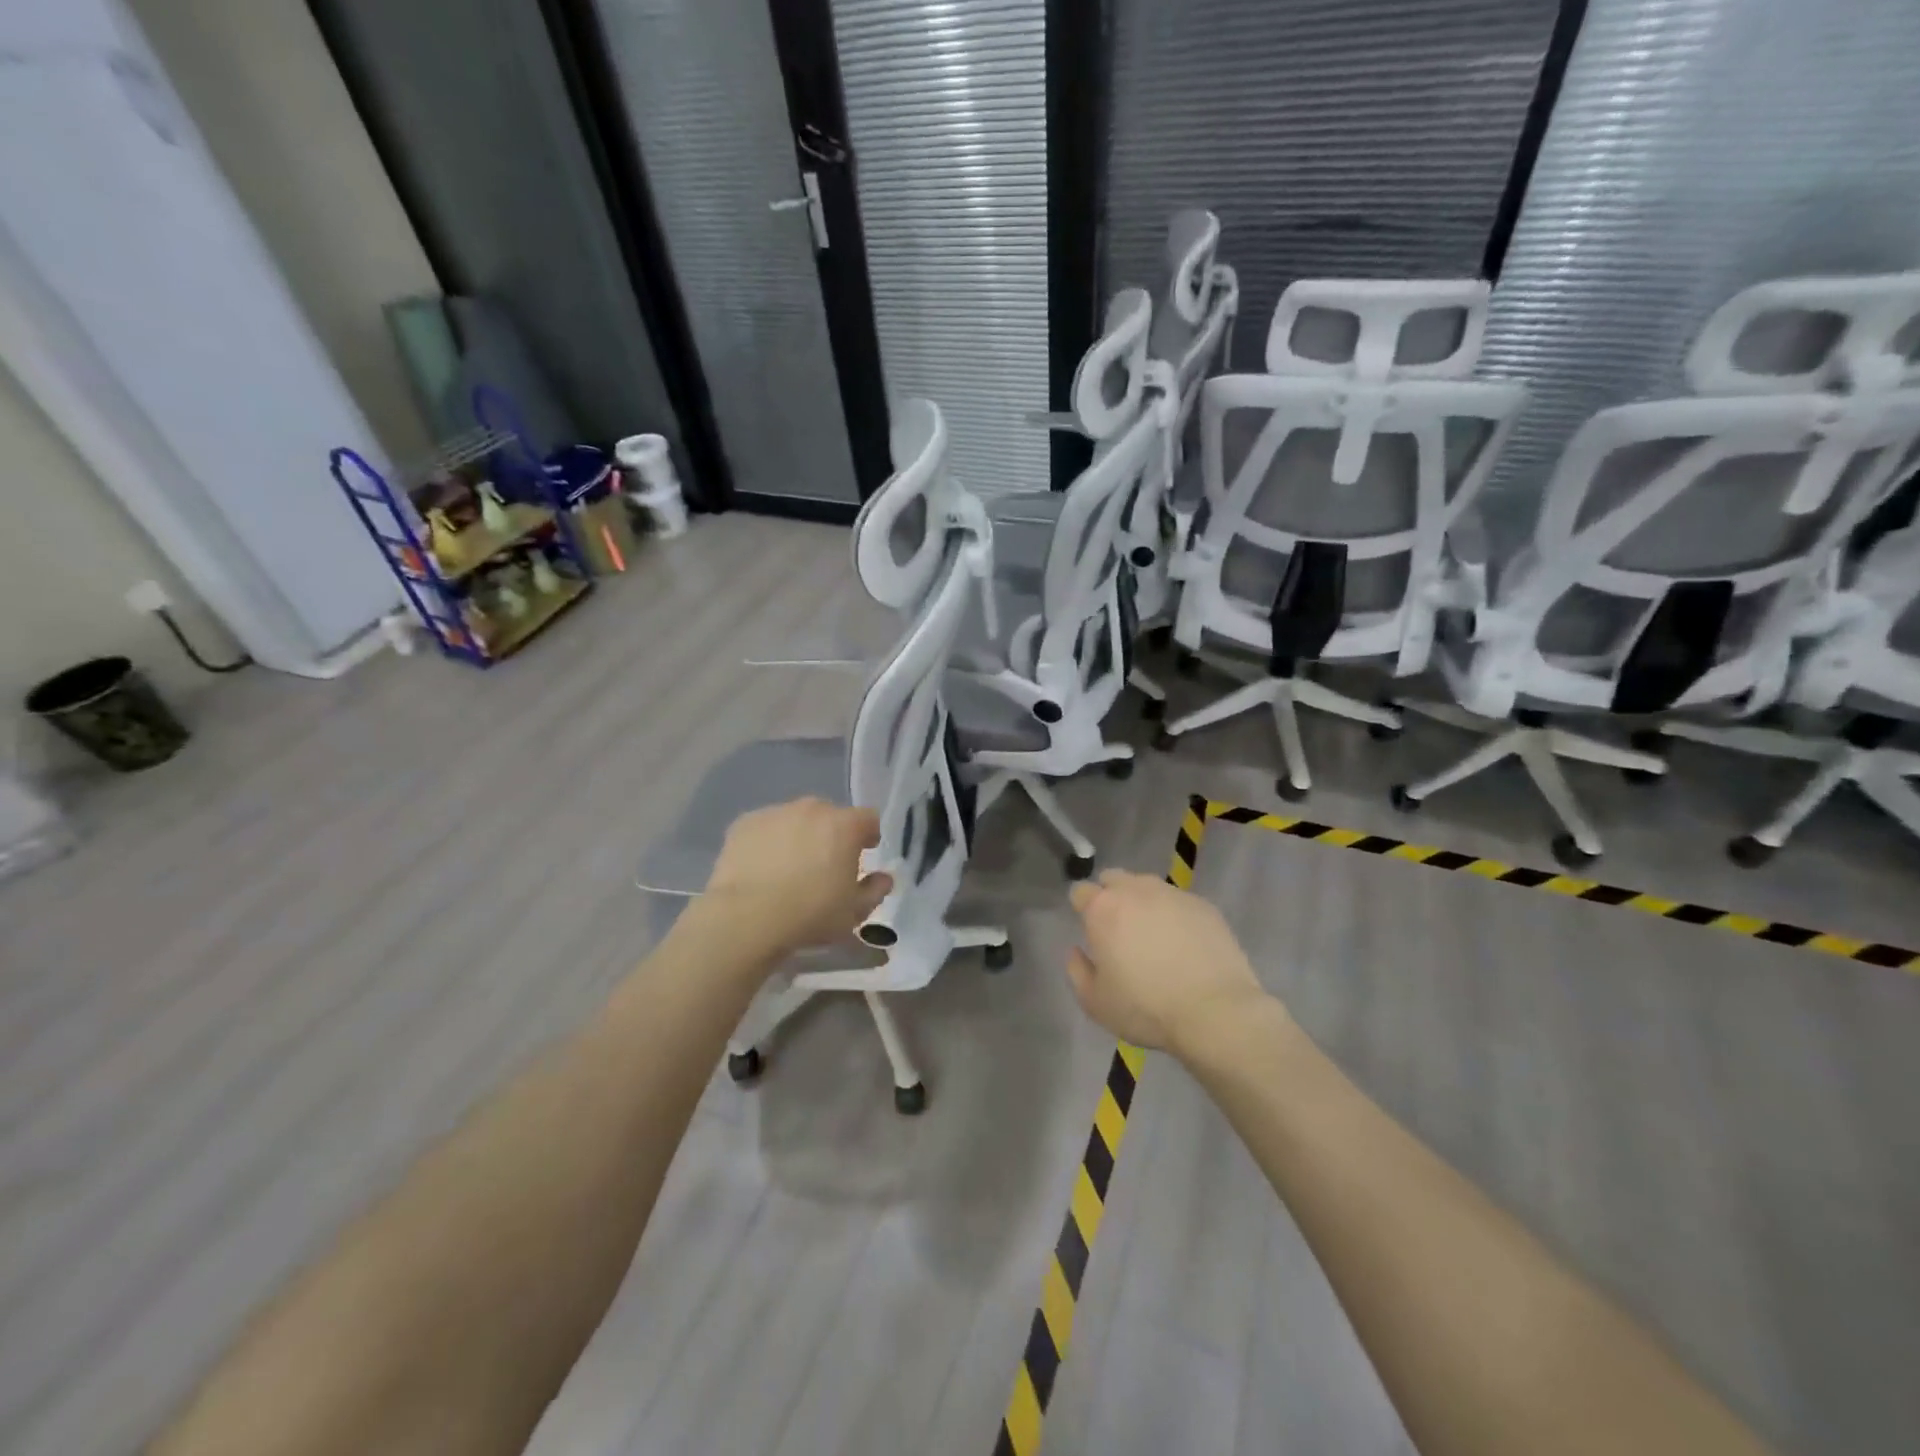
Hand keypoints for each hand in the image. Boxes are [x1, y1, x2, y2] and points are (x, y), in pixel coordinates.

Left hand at [702, 798, 892, 956]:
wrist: (746, 918)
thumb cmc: (810, 914)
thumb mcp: (854, 912)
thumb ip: (876, 890)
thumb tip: (884, 877)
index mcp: (844, 825)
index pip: (868, 818)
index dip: (869, 835)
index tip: (864, 853)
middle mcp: (812, 809)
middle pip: (830, 815)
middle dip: (832, 834)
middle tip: (825, 864)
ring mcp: (775, 812)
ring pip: (796, 819)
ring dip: (799, 835)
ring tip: (789, 867)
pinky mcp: (744, 823)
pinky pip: (766, 827)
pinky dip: (769, 841)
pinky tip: (762, 867)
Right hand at [1065, 870, 1275, 1055]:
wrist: (1215, 1011)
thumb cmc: (1146, 1008)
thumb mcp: (1095, 1002)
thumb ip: (1077, 971)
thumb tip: (1076, 950)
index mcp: (1103, 909)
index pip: (1080, 891)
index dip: (1081, 908)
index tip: (1090, 931)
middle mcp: (1135, 890)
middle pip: (1114, 879)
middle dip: (1110, 896)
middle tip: (1119, 930)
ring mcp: (1173, 894)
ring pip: (1148, 886)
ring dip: (1143, 903)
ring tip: (1154, 936)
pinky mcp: (1204, 905)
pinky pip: (1179, 902)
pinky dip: (1174, 915)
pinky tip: (1184, 944)